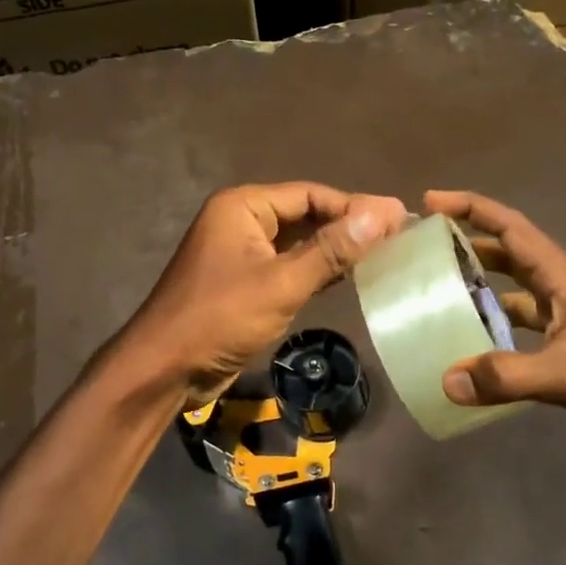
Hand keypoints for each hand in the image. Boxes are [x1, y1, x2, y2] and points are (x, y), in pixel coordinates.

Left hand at [125, 183, 408, 407]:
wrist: (165, 369)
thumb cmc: (220, 318)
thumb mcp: (281, 283)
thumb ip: (332, 249)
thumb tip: (384, 212)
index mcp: (243, 206)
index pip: (311, 195)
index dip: (355, 206)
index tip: (400, 218)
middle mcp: (241, 221)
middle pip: (305, 215)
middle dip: (347, 226)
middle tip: (399, 236)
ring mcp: (242, 253)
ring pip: (298, 243)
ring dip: (335, 249)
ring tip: (385, 254)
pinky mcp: (245, 282)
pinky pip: (288, 266)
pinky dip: (317, 271)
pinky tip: (350, 277)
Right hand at [427, 190, 565, 451]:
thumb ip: (507, 376)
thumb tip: (447, 380)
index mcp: (563, 276)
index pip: (510, 227)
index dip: (471, 208)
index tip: (431, 201)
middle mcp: (564, 289)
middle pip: (510, 256)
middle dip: (469, 247)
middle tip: (427, 253)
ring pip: (517, 296)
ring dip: (484, 293)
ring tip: (443, 301)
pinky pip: (528, 332)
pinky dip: (502, 336)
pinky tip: (480, 355)